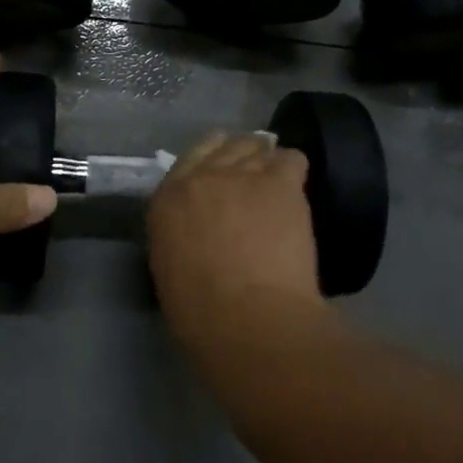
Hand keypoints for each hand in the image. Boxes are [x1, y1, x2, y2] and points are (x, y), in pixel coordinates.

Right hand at [146, 130, 320, 344]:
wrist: (249, 317)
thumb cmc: (201, 312)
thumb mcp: (169, 268)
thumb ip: (178, 236)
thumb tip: (195, 233)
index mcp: (167, 199)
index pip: (188, 160)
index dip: (208, 161)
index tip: (220, 173)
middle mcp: (202, 176)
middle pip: (225, 146)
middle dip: (238, 156)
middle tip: (251, 179)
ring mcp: (242, 175)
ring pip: (257, 146)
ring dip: (264, 161)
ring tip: (275, 182)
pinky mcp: (279, 184)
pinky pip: (290, 160)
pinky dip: (292, 169)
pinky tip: (294, 189)